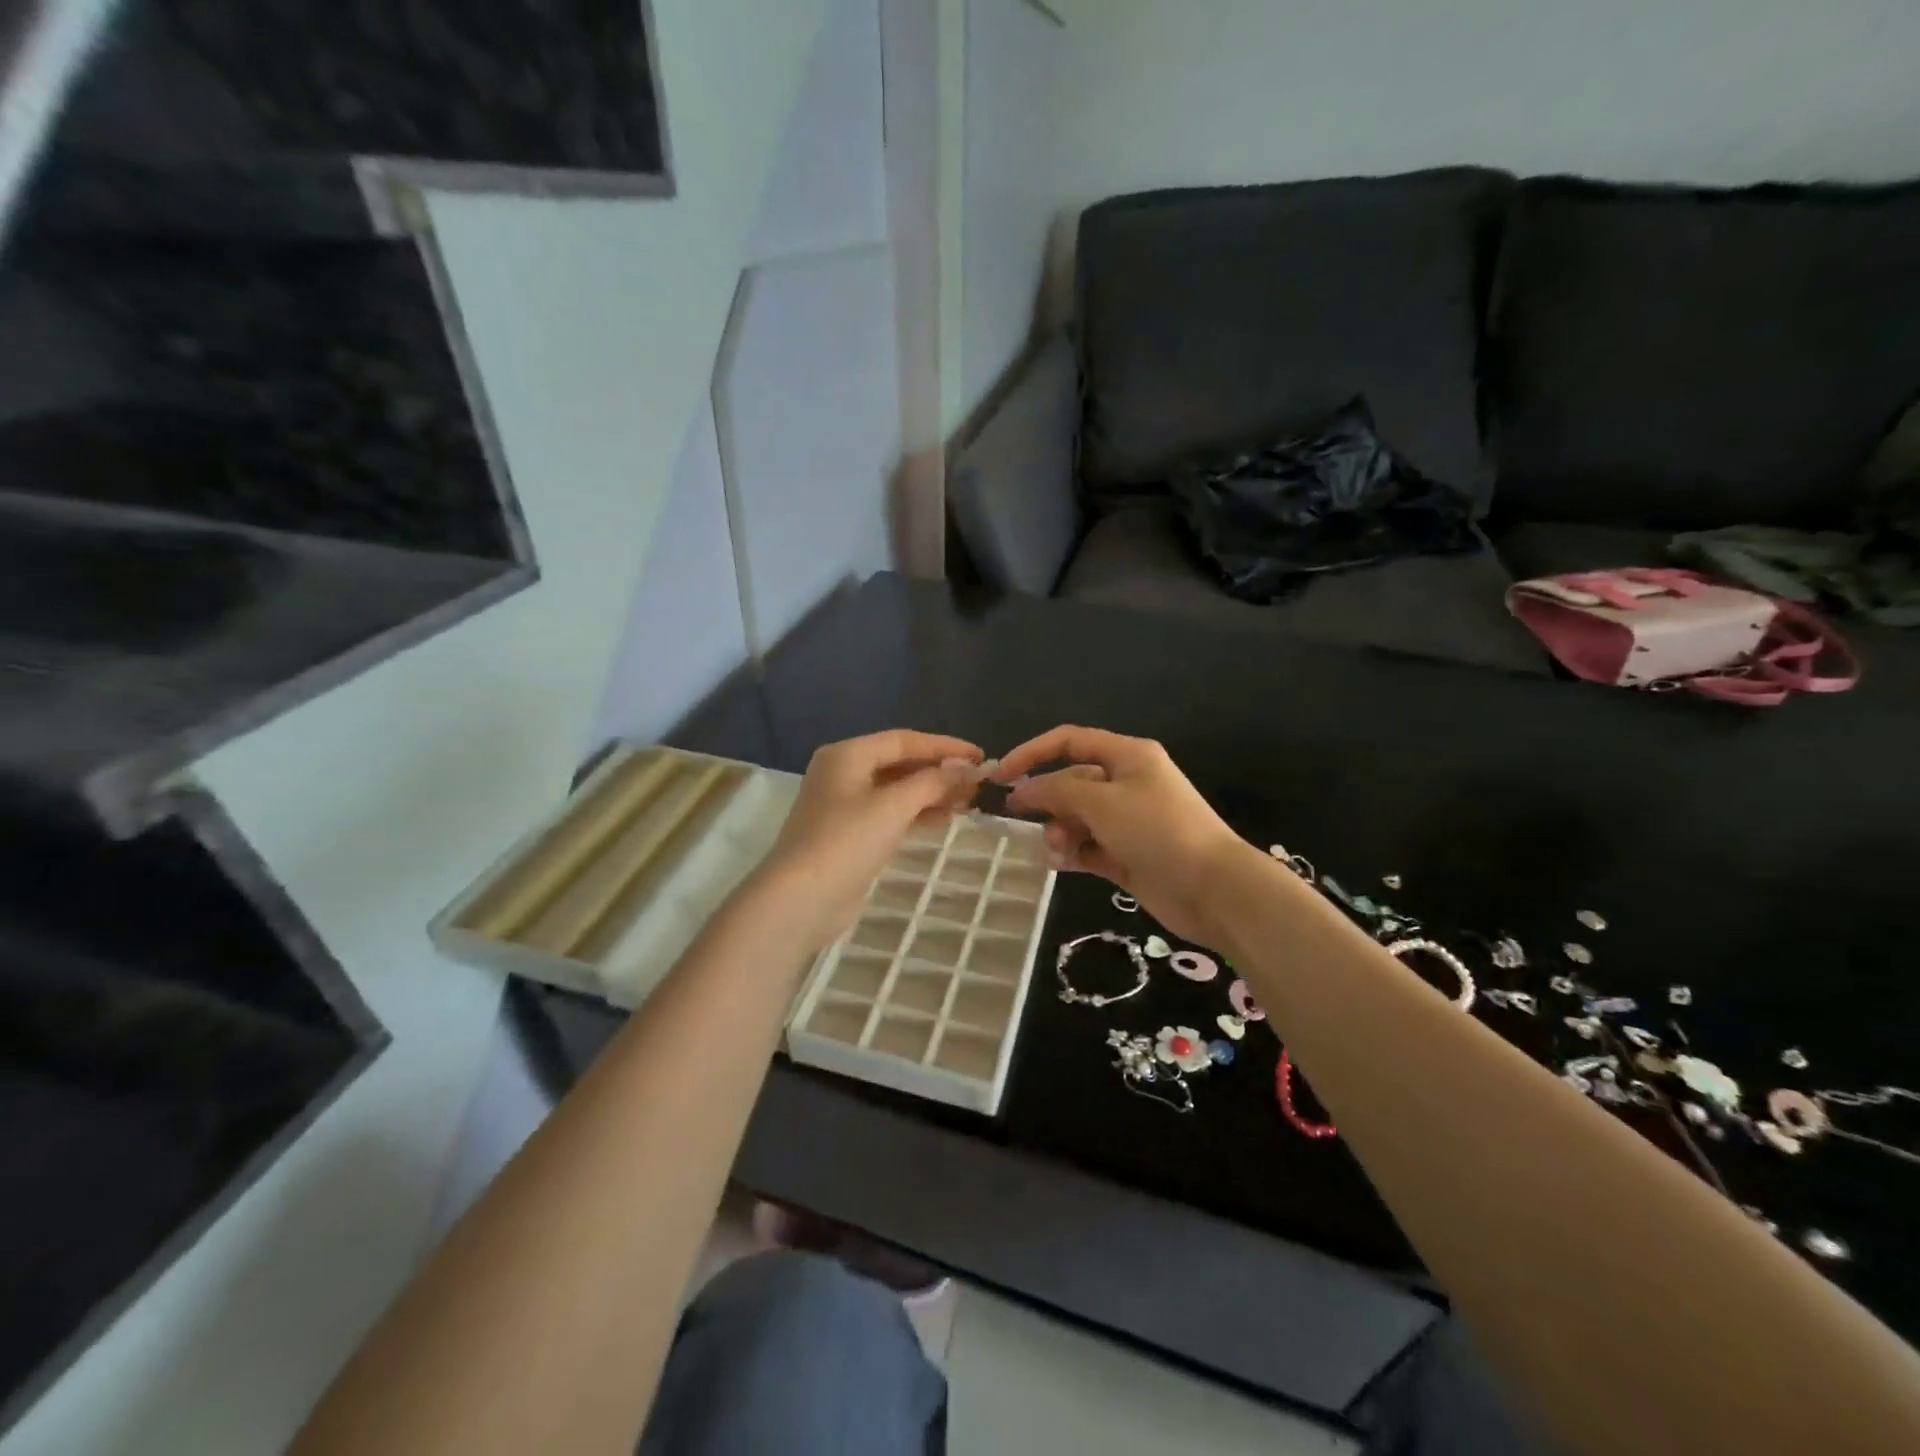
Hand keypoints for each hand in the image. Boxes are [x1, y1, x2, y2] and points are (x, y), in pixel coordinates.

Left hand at [756, 729, 986, 950]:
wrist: (801, 898)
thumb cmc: (847, 841)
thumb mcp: (894, 805)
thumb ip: (934, 782)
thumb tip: (968, 768)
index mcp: (848, 754)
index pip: (904, 740)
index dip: (945, 747)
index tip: (981, 756)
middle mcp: (843, 773)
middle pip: (900, 763)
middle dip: (940, 771)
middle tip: (978, 782)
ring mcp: (844, 805)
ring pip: (897, 790)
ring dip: (932, 793)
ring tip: (969, 801)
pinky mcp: (850, 834)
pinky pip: (890, 813)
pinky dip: (917, 813)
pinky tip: (945, 819)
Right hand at [996, 726, 1255, 947]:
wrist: (1213, 889)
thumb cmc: (1158, 831)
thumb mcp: (1102, 803)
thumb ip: (1057, 792)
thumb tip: (1022, 790)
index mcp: (1127, 756)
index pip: (1069, 741)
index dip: (1031, 753)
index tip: (1001, 775)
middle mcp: (1126, 783)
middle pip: (1071, 782)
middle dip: (1047, 801)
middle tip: (1025, 821)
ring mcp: (1127, 821)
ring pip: (1076, 817)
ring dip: (1059, 831)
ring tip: (1058, 851)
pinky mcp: (1126, 854)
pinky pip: (1087, 846)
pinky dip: (1072, 853)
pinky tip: (1061, 864)